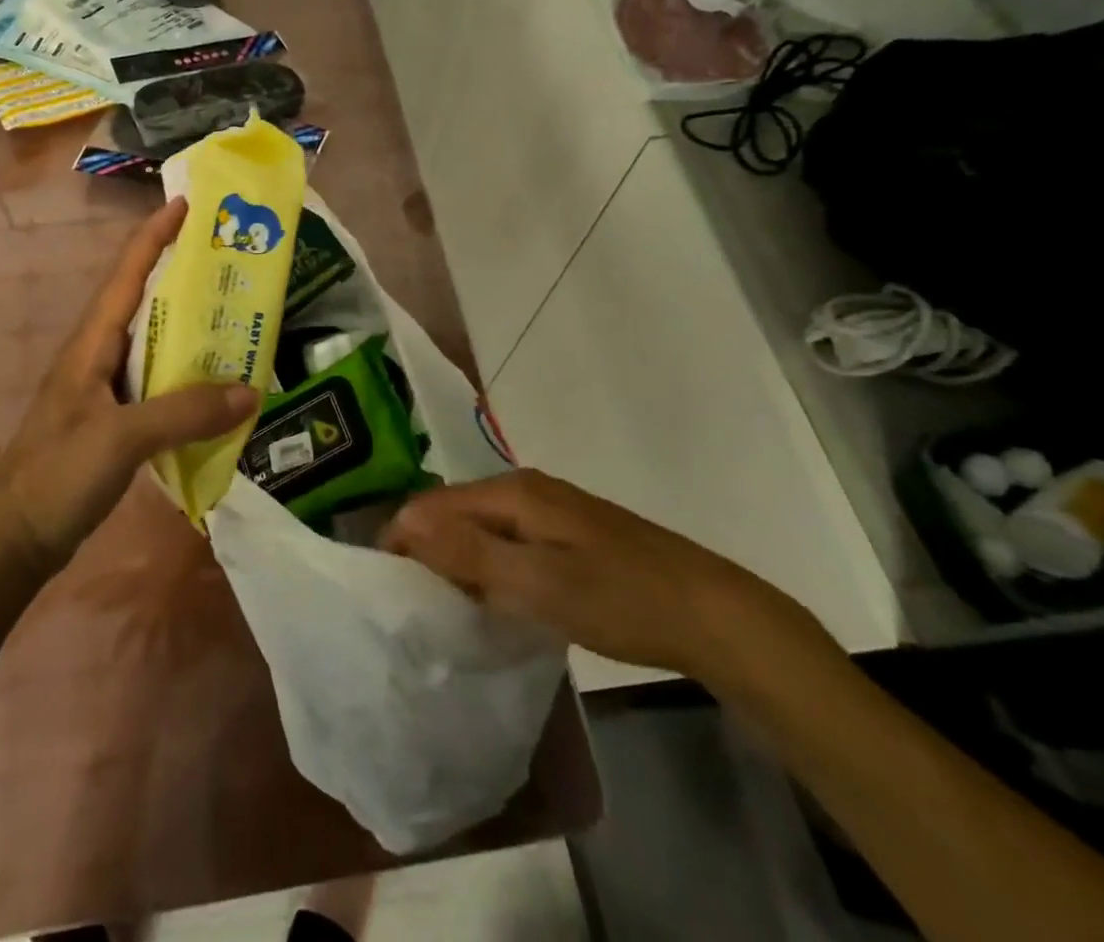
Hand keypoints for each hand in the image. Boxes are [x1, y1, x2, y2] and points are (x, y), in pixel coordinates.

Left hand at [0, 197, 257, 570]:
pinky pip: (157, 382)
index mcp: (91, 343)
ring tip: (236, 315)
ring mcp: (104, 389)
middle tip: (232, 260)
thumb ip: (184, 412)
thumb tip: (250, 390)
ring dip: (189, 326)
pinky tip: (214, 387)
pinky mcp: (113, 420)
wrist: (11, 539)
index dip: (154, 234)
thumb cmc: (56, 475)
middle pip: (143, 299)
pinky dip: (186, 374)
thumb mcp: (121, 438)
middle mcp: (97, 355)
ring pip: (153, 342)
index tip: (187, 203)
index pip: (126, 272)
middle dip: (182, 273)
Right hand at [382, 469, 813, 682]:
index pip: (433, 503)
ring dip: (458, 563)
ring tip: (446, 609)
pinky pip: (506, 543)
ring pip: (480, 529)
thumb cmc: (620, 597)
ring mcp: (549, 510)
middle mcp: (525, 489)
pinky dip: (488, 569)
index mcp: (513, 491)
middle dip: (427, 552)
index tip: (390, 590)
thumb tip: (405, 523)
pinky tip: (493, 602)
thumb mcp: (539, 581)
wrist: (712, 614)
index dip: (404, 540)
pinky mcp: (566, 535)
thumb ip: (470, 552)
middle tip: (416, 606)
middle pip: (454, 512)